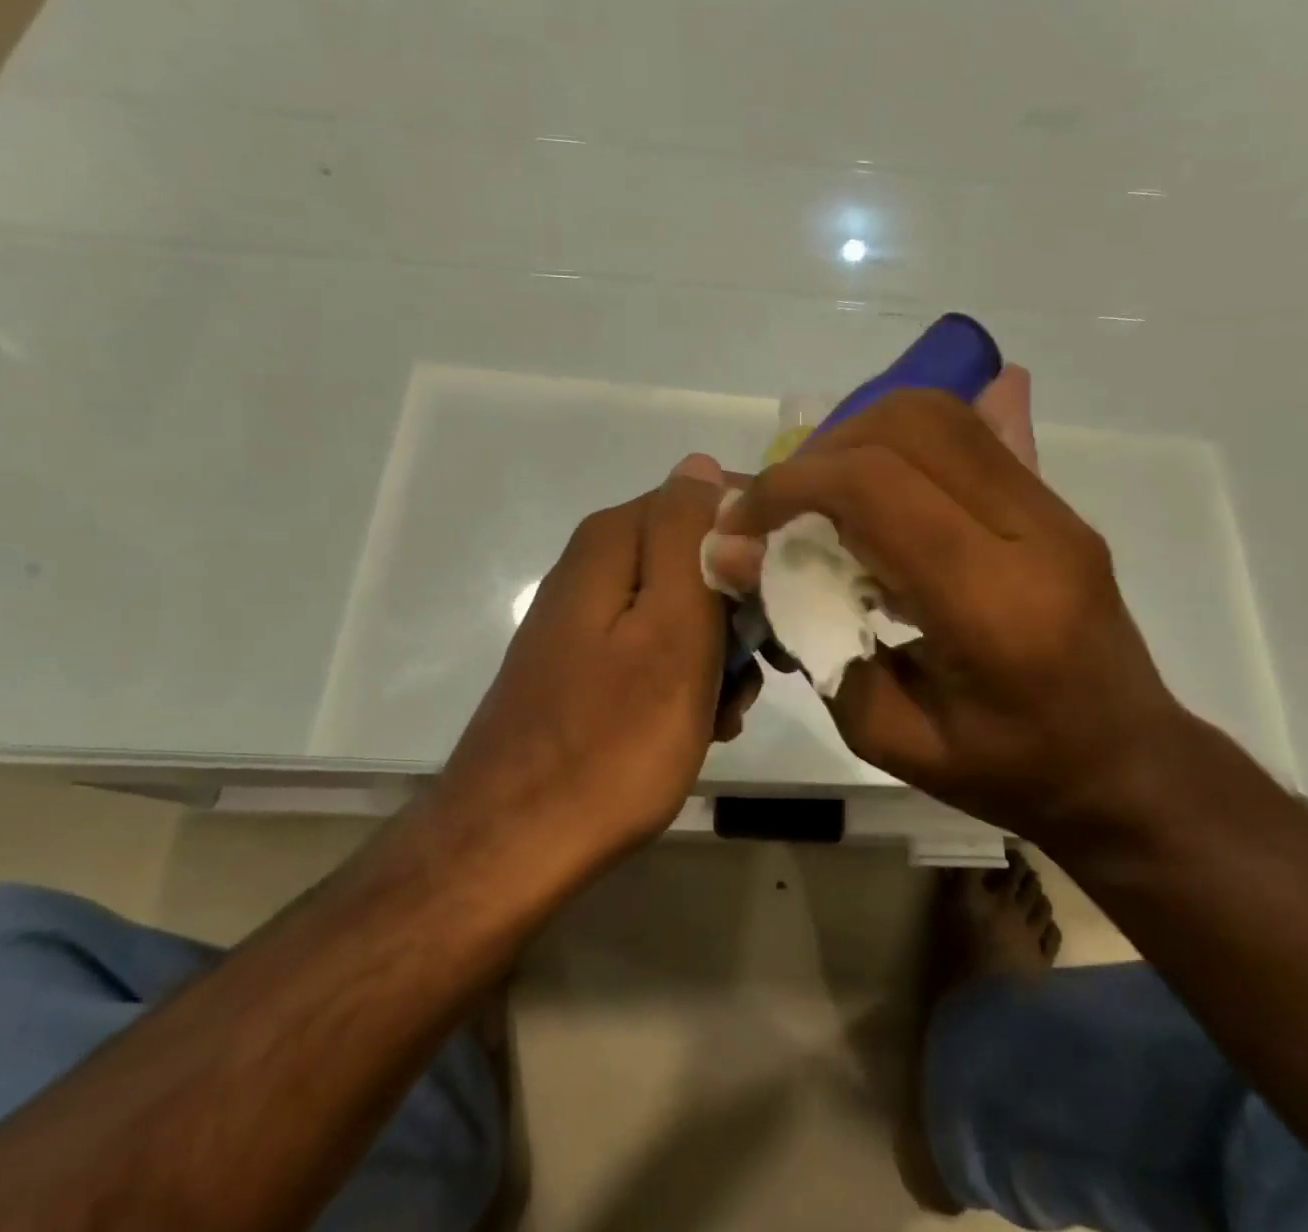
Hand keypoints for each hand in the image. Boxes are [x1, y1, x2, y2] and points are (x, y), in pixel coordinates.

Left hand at [430, 455, 756, 878]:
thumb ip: (687, 535)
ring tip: (728, 709)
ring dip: (721, 651)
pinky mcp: (588, 661)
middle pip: (699, 554)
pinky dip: (689, 678)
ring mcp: (590, 615)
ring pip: (685, 606)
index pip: (710, 498)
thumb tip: (701, 464)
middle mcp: (597, 563)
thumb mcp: (671, 627)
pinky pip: (658, 646)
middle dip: (741, 606)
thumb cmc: (613, 737)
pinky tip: (701, 724)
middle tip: (762, 666)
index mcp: (615, 539)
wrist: (516, 843)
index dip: (760, 539)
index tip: (791, 592)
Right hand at [708, 379, 1185, 838]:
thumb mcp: (888, 737)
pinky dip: (902, 441)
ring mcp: (1054, 508)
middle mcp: (1033, 533)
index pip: (875, 489)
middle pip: (908, 427)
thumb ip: (812, 638)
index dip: (790, 487)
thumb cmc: (1006, 772)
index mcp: (993, 605)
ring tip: (827, 497)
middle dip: (822, 455)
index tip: (744, 523)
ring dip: (859, 438)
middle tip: (787, 509)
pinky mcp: (1055, 501)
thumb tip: (738, 554)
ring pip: (940, 414)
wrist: (1126, 766)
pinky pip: (970, 433)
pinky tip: (880, 482)